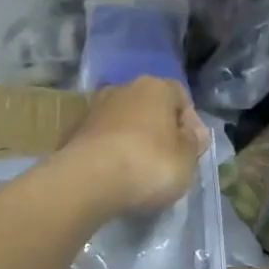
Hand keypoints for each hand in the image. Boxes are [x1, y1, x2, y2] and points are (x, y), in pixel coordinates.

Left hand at [59, 77, 209, 213]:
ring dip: (133, 140)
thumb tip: (193, 133)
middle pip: (149, 107)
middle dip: (159, 130)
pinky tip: (115, 175)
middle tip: (166, 160)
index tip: (192, 150)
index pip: (181, 96)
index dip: (190, 123)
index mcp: (156, 87)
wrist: (88, 181)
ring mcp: (94, 109)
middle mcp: (123, 88)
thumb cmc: (149, 165)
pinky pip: (103, 140)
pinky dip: (111, 152)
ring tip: (138, 171)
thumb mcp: (187, 160)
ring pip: (124, 122)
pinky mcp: (74, 132)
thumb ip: (194, 143)